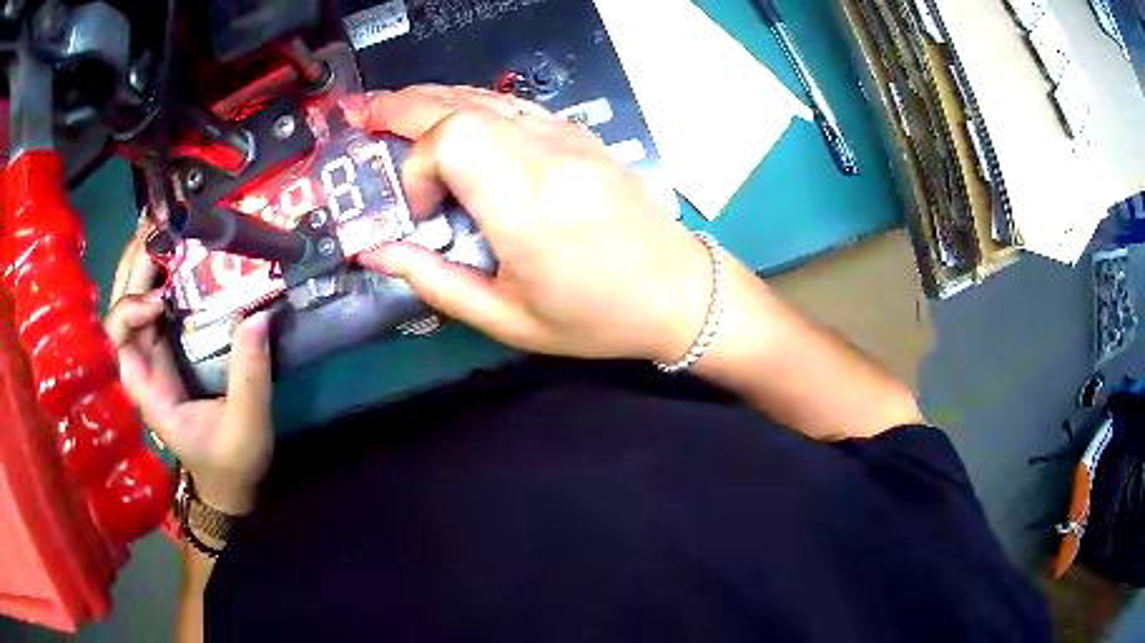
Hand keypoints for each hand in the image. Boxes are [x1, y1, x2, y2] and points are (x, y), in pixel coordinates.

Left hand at [104, 228, 273, 514]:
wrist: (227, 482)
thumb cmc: (231, 463)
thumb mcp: (247, 428)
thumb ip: (250, 376)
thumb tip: (258, 315)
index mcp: (148, 394)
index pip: (116, 344)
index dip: (129, 311)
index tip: (162, 299)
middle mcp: (140, 369)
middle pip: (118, 309)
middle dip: (131, 267)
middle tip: (158, 226)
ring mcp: (150, 357)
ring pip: (130, 302)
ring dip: (141, 263)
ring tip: (162, 226)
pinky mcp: (164, 350)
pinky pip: (150, 306)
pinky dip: (156, 275)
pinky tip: (172, 252)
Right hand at [351, 85, 713, 363]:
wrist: (679, 292)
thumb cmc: (595, 318)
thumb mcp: (507, 318)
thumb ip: (434, 280)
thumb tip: (374, 251)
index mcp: (527, 205)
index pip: (451, 139)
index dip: (417, 165)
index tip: (421, 211)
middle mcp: (546, 155)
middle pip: (461, 106)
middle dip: (406, 107)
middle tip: (368, 116)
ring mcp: (567, 137)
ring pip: (486, 96)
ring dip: (435, 100)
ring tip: (396, 112)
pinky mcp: (579, 134)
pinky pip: (513, 104)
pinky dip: (473, 105)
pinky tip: (454, 120)